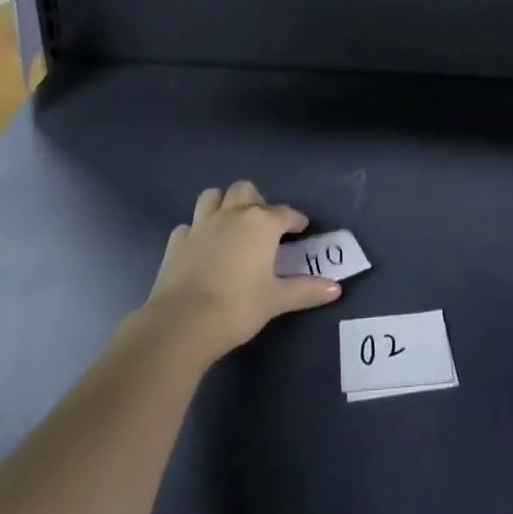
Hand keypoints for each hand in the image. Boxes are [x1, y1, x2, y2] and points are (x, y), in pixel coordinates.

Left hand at [143, 181, 340, 363]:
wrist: (183, 323)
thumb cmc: (238, 307)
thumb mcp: (276, 300)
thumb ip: (307, 290)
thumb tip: (336, 289)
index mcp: (261, 223)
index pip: (285, 213)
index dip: (295, 220)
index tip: (301, 229)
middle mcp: (232, 214)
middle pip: (245, 190)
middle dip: (256, 202)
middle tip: (262, 226)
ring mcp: (201, 225)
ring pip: (212, 197)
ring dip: (223, 205)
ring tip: (230, 225)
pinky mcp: (176, 242)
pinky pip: (189, 226)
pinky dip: (197, 232)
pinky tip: (201, 247)